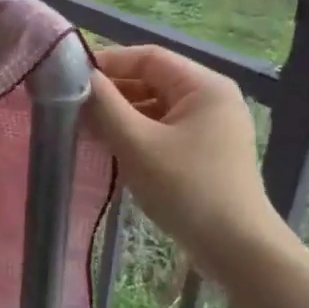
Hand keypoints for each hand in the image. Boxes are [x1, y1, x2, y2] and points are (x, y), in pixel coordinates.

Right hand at [86, 45, 294, 273]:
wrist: (237, 250)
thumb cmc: (186, 189)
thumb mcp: (136, 143)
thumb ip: (104, 105)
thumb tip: (77, 77)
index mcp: (204, 86)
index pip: (148, 57)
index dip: (108, 63)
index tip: (70, 79)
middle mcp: (211, 99)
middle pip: (152, 81)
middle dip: (112, 92)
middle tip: (73, 107)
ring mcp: (211, 127)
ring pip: (155, 107)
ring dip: (121, 115)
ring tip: (86, 130)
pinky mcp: (206, 152)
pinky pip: (163, 129)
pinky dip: (136, 134)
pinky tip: (111, 149)